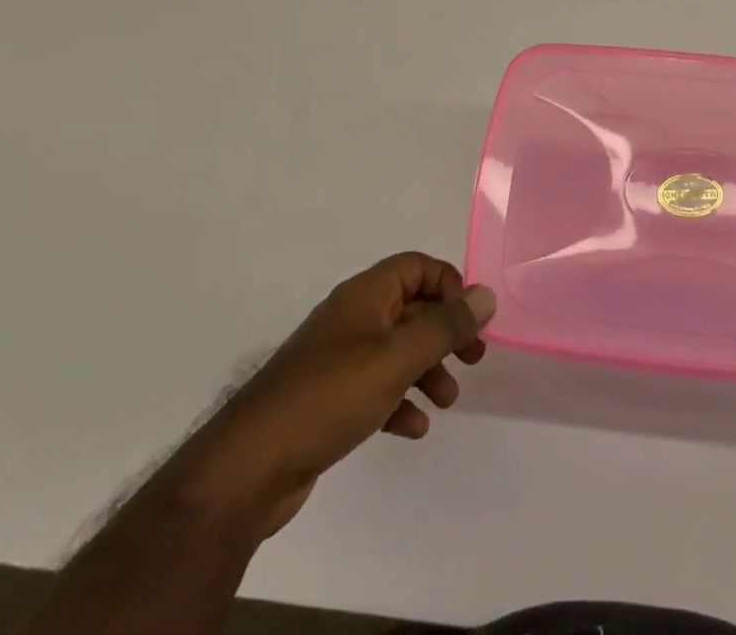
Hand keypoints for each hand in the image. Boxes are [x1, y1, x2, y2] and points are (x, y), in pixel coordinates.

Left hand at [170, 252, 493, 540]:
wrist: (249, 468)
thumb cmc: (329, 396)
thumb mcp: (397, 357)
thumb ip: (445, 326)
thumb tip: (486, 295)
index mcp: (365, 295)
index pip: (416, 267)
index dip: (448, 285)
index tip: (468, 319)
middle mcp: (352, 319)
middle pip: (411, 309)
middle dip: (444, 333)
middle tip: (473, 360)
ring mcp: (337, 360)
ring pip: (396, 351)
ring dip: (426, 370)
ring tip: (447, 400)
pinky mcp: (327, 400)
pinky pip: (375, 388)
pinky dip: (399, 401)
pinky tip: (413, 428)